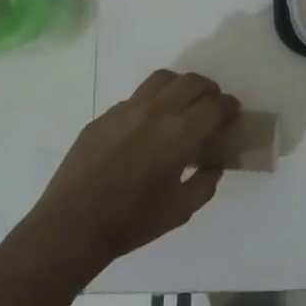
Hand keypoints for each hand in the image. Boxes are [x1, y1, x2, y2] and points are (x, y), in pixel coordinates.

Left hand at [24, 70, 239, 273]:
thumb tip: (213, 162)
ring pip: (162, 79)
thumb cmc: (133, 221)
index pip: (214, 105)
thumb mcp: (182, 209)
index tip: (233, 114)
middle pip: (191, 82)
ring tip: (183, 105)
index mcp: (179, 134)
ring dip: (181, 86)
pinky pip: (136, 98)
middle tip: (212, 108)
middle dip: (209, 91)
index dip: (229, 107)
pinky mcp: (103, 117)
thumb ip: (206, 181)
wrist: (72, 226)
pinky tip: (148, 128)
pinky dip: (153, 103)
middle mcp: (155, 112)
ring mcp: (125, 110)